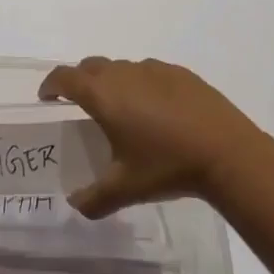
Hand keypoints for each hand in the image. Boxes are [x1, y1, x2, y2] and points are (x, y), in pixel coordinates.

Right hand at [39, 57, 268, 218]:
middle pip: (90, 66)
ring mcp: (152, 68)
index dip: (51, 84)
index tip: (47, 97)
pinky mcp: (179, 72)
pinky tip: (157, 110)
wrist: (226, 151)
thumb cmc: (167, 166)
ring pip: (121, 67)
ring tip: (122, 110)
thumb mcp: (125, 188)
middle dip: (79, 80)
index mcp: (103, 94)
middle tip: (80, 103)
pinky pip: (149, 72)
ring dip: (112, 81)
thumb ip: (94, 198)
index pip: (65, 77)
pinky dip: (142, 84)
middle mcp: (123, 73)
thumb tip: (75, 206)